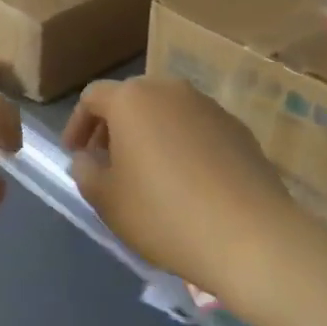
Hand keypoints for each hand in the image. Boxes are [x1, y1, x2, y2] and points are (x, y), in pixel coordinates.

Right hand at [65, 77, 296, 299]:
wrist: (251, 236)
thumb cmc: (165, 214)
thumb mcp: (107, 201)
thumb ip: (86, 172)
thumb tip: (88, 159)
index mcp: (131, 99)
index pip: (92, 98)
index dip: (77, 125)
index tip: (75, 155)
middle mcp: (169, 89)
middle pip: (131, 99)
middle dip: (114, 127)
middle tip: (107, 162)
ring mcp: (208, 105)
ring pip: (166, 111)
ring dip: (149, 134)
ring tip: (148, 173)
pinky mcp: (237, 128)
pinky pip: (197, 128)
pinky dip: (182, 144)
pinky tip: (188, 182)